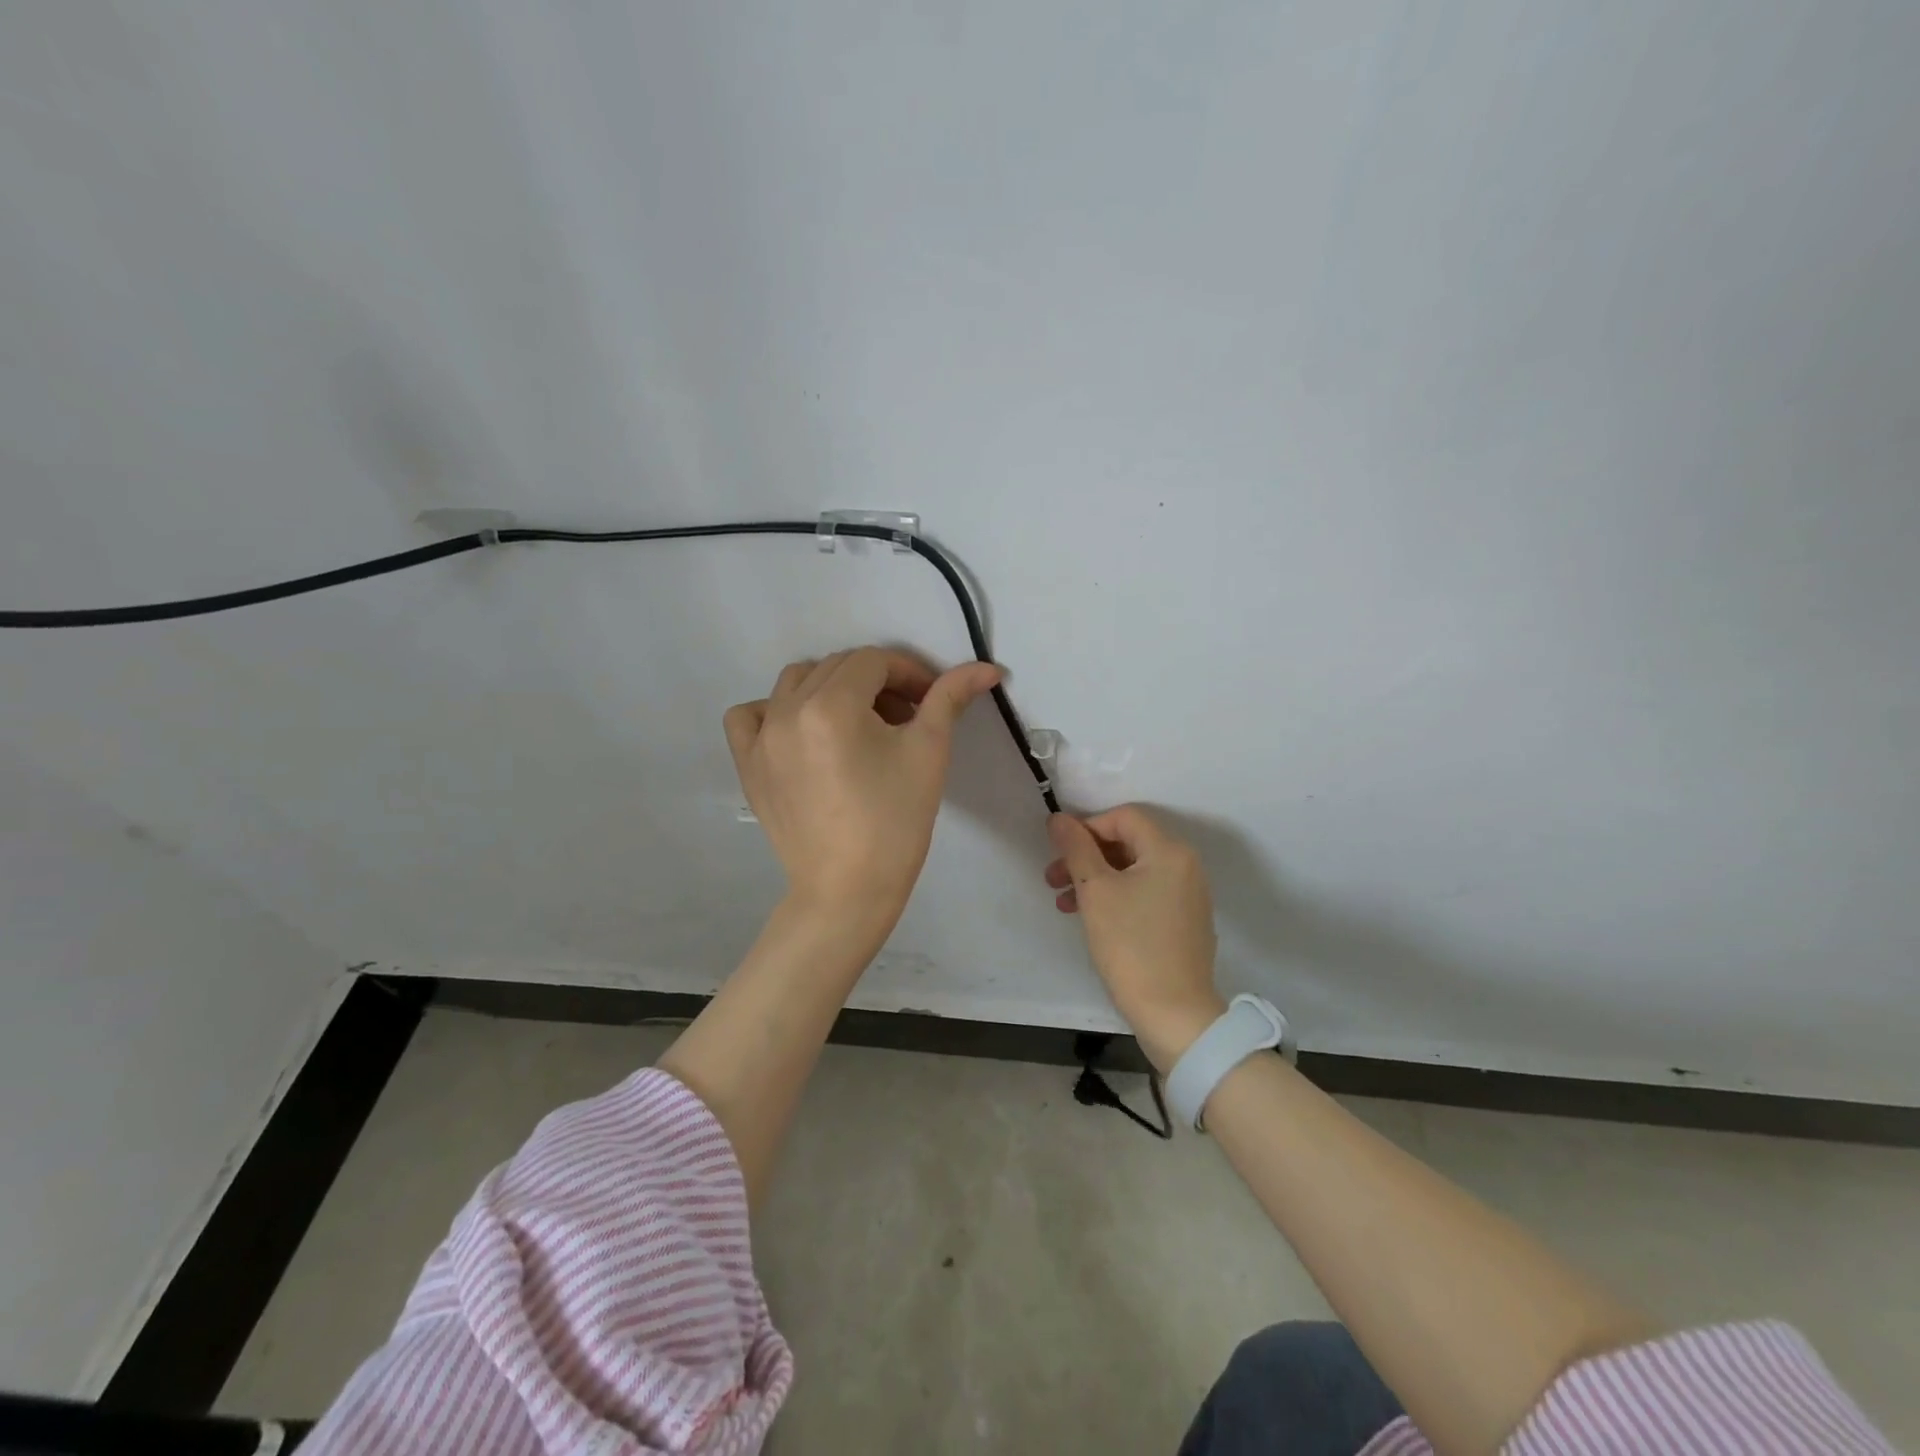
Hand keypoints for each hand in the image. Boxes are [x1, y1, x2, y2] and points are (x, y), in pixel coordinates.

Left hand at [724, 646, 1001, 931]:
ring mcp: (761, 737)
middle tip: (903, 718)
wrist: (848, 890)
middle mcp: (788, 710)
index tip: (928, 701)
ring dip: (831, 688)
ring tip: (858, 725)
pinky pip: (749, 715)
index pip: (874, 660)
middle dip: (876, 682)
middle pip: (837, 666)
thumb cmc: (895, 822)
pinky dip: (774, 710)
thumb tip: (987, 668)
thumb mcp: (929, 752)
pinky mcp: (747, 764)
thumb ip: (950, 698)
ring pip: (796, 682)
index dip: (908, 673)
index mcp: (833, 705)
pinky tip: (800, 732)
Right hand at [1044, 805, 1225, 1069]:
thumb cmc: (1131, 945)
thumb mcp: (1095, 891)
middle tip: (1052, 879)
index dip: (1087, 827)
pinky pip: (1146, 894)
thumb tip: (1059, 818)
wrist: (1174, 1014)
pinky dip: (1117, 897)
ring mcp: (1188, 895)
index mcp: (1169, 851)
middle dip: (1086, 857)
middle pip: (1128, 843)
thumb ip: (1076, 849)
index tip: (1059, 852)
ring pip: (1133, 871)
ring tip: (1064, 904)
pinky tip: (1092, 919)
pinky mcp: (1185, 922)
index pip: (1123, 817)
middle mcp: (1186, 866)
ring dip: (1096, 880)